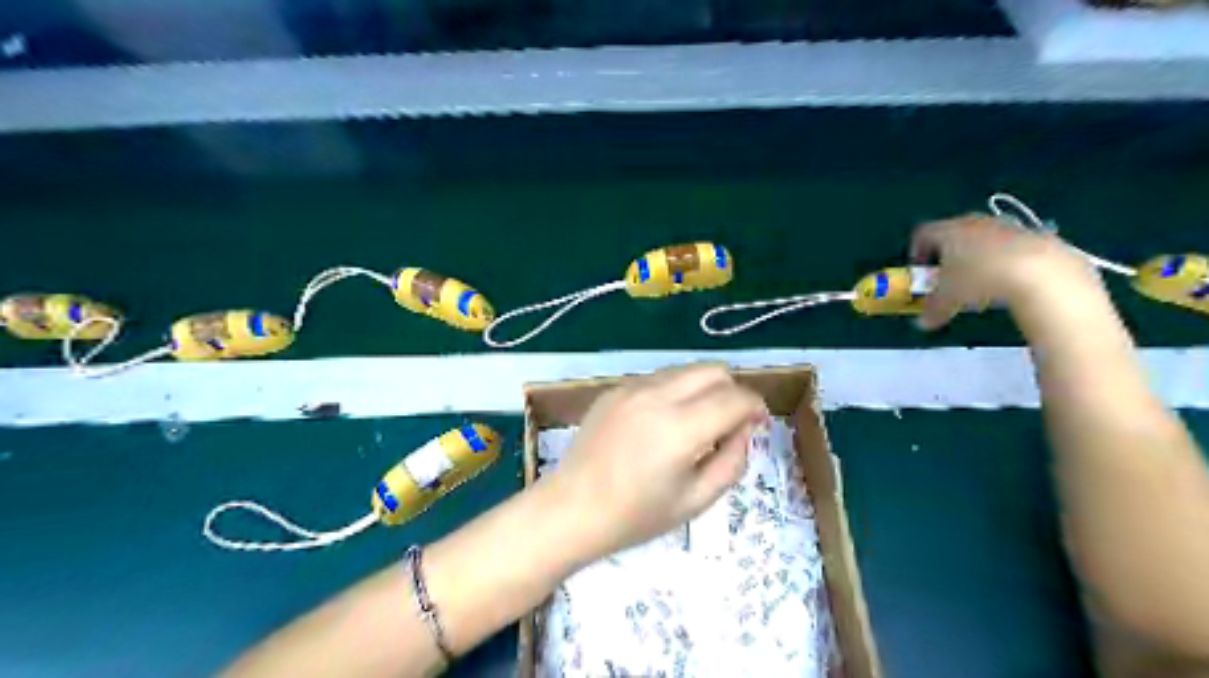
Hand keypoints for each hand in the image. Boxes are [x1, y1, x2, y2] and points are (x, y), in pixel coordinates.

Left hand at [546, 365, 762, 560]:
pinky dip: (674, 392)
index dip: (755, 407)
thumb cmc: (635, 516)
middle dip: (731, 391)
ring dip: (703, 389)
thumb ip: (731, 461)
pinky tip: (661, 424)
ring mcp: (631, 387)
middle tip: (728, 424)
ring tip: (695, 424)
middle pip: (713, 370)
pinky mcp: (614, 389)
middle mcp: (656, 395)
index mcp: (680, 427)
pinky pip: (658, 378)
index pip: (735, 398)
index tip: (758, 423)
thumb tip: (743, 430)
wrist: (571, 509)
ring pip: (686, 370)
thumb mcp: (696, 500)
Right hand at [906, 210, 1096, 327]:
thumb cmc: (978, 280)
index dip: (917, 250)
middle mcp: (974, 223)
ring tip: (979, 279)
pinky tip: (1008, 279)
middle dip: (948, 251)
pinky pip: (1011, 245)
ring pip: (984, 237)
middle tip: (947, 273)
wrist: (1040, 273)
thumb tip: (923, 323)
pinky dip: (1004, 259)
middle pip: (954, 231)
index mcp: (947, 232)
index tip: (919, 268)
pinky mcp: (1034, 235)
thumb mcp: (948, 300)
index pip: (923, 234)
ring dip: (978, 254)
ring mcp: (1006, 227)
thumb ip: (933, 310)